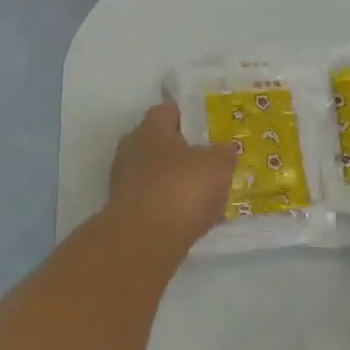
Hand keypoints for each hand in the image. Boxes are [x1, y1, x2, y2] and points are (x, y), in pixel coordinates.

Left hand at [106, 102, 239, 254]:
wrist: (146, 238)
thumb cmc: (182, 188)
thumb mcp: (217, 165)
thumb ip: (224, 153)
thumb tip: (225, 149)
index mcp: (150, 129)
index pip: (167, 111)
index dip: (189, 116)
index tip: (208, 127)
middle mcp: (132, 151)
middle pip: (159, 144)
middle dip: (182, 152)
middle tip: (209, 161)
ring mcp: (124, 183)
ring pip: (156, 175)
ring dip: (176, 182)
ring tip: (205, 194)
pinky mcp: (126, 212)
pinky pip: (154, 202)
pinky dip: (171, 207)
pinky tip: (192, 219)